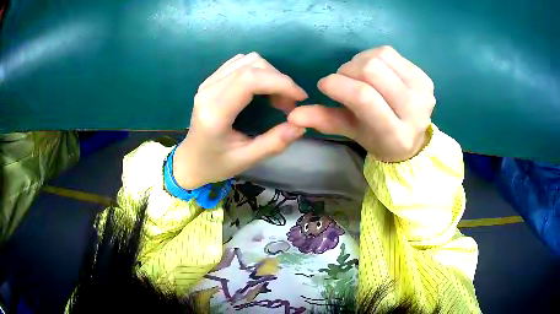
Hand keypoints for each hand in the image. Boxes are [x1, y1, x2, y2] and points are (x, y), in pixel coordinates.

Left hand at [174, 53, 307, 188]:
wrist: (190, 160)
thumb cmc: (215, 164)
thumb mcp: (246, 160)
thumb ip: (274, 143)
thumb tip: (301, 125)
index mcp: (215, 112)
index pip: (250, 80)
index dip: (281, 82)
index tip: (300, 97)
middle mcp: (209, 91)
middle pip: (252, 65)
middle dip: (278, 80)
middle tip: (288, 104)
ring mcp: (208, 82)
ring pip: (247, 60)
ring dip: (269, 74)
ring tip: (276, 98)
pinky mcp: (211, 80)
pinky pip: (239, 63)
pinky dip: (257, 71)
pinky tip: (262, 90)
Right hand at [288, 46, 434, 161]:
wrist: (412, 137)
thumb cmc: (378, 138)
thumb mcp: (351, 133)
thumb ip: (325, 121)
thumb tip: (293, 115)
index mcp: (395, 134)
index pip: (364, 97)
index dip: (338, 84)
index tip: (325, 85)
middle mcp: (415, 111)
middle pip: (372, 70)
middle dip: (348, 70)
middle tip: (343, 80)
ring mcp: (423, 92)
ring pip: (380, 56)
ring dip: (360, 61)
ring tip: (358, 74)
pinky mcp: (425, 77)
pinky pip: (391, 53)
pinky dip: (374, 56)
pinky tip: (374, 69)